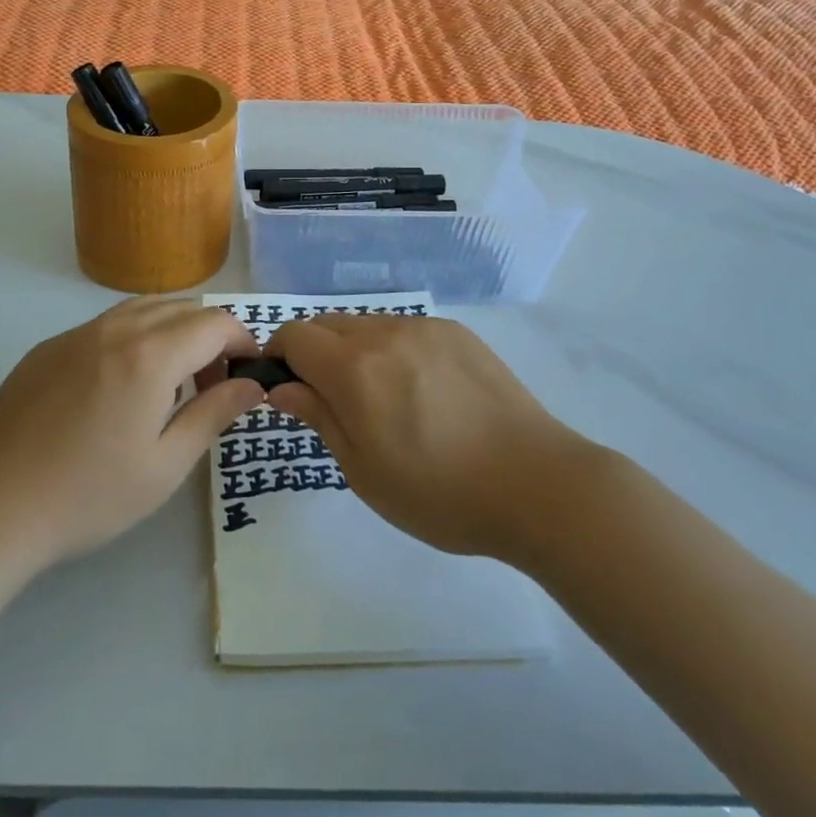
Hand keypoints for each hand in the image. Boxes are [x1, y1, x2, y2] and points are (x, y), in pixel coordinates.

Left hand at [0, 298, 262, 566]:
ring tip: (171, 382)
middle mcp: (114, 329)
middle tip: (212, 385)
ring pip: (141, 309)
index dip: (243, 341)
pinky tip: (120, 387)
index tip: (248, 375)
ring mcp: (75, 334)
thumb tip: (251, 384)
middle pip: (181, 308)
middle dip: (211, 336)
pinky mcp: (47, 348)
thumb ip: (214, 414)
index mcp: (150, 355)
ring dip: (172, 331)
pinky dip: (133, 338)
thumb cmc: (88, 495)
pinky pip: (105, 325)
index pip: (215, 322)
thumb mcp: (165, 465)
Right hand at [266, 315, 590, 559]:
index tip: (285, 387)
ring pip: (367, 325)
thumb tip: (283, 387)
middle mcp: (385, 333)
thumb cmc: (440, 493)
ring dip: (354, 350)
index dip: (279, 355)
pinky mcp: (457, 333)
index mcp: (354, 368)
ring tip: (381, 398)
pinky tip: (420, 390)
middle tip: (331, 399)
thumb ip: (319, 417)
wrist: (536, 484)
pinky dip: (392, 349)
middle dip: (314, 352)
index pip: (294, 335)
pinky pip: (405, 330)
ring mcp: (425, 328)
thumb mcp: (364, 471)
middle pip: (327, 324)